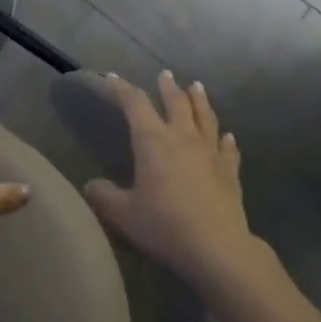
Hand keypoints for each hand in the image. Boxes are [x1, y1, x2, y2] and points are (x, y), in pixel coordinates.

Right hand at [83, 71, 255, 284]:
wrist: (216, 247)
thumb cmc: (164, 225)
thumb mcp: (123, 214)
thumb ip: (104, 196)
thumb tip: (91, 186)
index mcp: (153, 141)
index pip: (135, 104)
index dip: (122, 89)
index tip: (112, 77)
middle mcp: (183, 138)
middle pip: (176, 102)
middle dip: (167, 87)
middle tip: (165, 74)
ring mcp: (210, 153)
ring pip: (205, 117)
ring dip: (200, 100)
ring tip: (197, 86)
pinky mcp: (230, 171)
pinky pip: (228, 148)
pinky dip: (225, 138)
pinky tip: (227, 135)